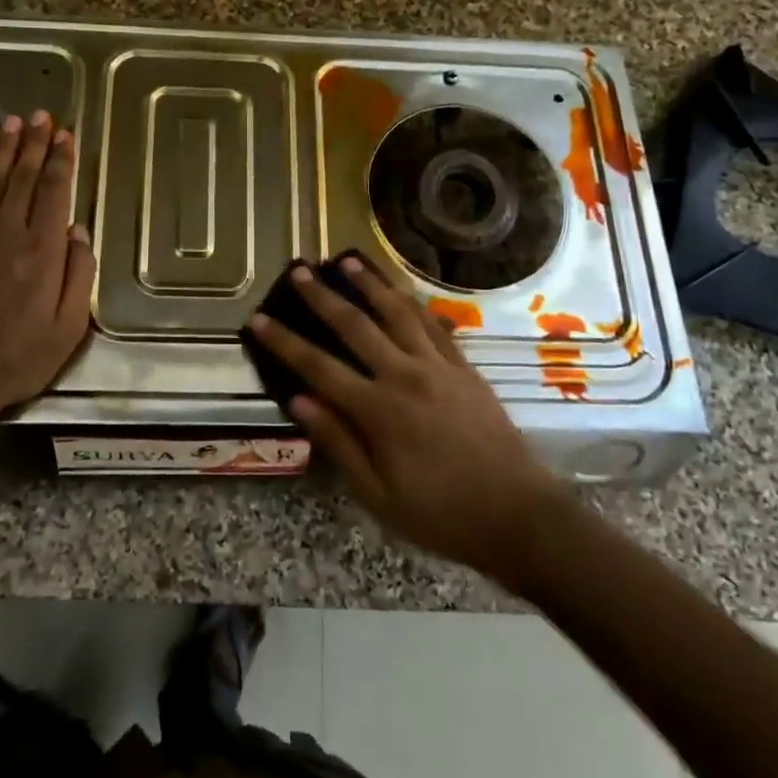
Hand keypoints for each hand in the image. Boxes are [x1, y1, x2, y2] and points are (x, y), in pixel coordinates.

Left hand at [0, 111, 95, 430]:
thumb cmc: (17, 359)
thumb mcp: (68, 328)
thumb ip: (79, 275)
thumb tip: (79, 232)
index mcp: (44, 252)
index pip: (56, 193)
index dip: (62, 161)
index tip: (66, 135)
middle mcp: (9, 233)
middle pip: (24, 178)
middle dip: (35, 144)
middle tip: (42, 116)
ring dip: (4, 150)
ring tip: (14, 122)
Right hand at [247, 257, 561, 582]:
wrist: (519, 516)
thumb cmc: (441, 514)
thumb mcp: (378, 495)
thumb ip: (338, 442)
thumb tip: (299, 400)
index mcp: (378, 411)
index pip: (318, 366)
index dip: (284, 342)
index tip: (258, 319)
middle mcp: (405, 376)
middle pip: (355, 325)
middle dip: (322, 296)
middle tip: (300, 270)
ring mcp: (439, 367)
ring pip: (397, 312)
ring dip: (370, 284)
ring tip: (348, 261)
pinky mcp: (465, 368)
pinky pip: (434, 325)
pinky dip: (413, 304)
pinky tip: (401, 292)